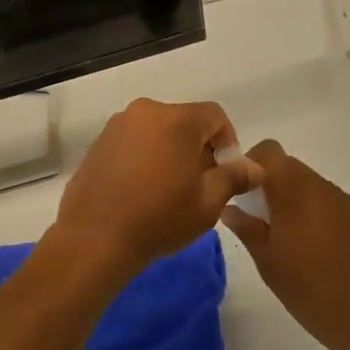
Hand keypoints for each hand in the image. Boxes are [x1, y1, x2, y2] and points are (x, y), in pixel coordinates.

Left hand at [54, 99, 260, 277]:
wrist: (94, 237)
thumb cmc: (159, 219)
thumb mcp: (207, 203)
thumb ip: (234, 177)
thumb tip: (254, 166)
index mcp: (176, 120)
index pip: (215, 116)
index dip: (228, 141)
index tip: (225, 172)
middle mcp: (145, 111)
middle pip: (185, 120)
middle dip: (199, 146)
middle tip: (201, 183)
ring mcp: (117, 125)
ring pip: (158, 129)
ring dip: (171, 150)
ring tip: (171, 188)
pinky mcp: (99, 142)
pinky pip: (134, 140)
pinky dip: (146, 154)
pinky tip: (143, 187)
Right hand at [220, 140, 349, 349]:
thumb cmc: (309, 291)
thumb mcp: (268, 263)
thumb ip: (247, 229)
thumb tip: (230, 209)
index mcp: (294, 193)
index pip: (270, 152)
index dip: (253, 164)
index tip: (244, 191)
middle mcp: (324, 188)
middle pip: (292, 169)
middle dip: (275, 187)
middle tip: (265, 221)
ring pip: (315, 188)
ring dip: (301, 203)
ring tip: (297, 242)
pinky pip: (337, 207)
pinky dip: (324, 218)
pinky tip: (326, 253)